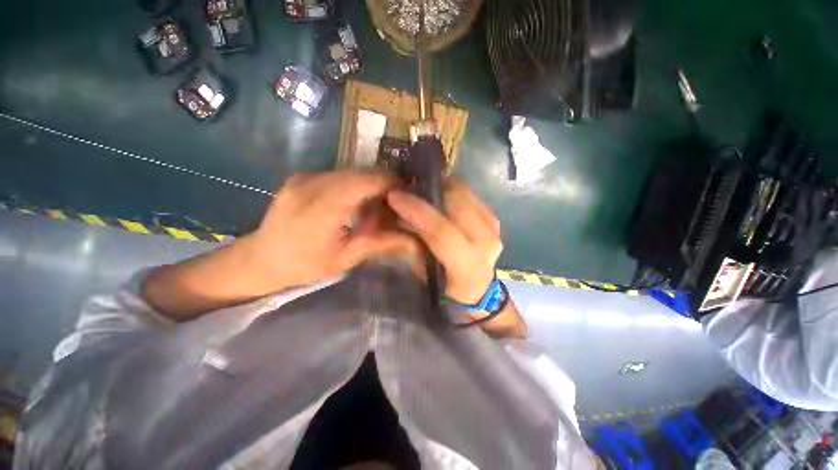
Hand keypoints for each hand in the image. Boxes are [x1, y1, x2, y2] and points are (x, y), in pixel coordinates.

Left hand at [238, 171, 416, 294]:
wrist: (260, 259)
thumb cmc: (304, 265)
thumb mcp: (345, 258)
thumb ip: (380, 242)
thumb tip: (416, 241)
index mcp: (321, 206)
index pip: (367, 181)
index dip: (391, 184)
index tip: (407, 197)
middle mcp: (311, 183)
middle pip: (361, 173)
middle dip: (383, 186)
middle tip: (394, 207)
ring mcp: (304, 177)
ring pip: (351, 172)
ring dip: (369, 186)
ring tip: (376, 208)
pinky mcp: (302, 176)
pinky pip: (338, 175)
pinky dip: (354, 186)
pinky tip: (356, 204)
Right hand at [387, 179, 502, 303]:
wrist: (477, 289)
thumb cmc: (445, 288)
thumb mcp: (423, 275)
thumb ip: (411, 249)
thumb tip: (395, 222)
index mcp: (467, 269)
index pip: (442, 232)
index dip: (418, 212)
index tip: (394, 196)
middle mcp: (486, 247)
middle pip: (458, 206)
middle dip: (431, 191)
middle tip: (409, 189)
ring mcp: (494, 231)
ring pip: (466, 196)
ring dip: (442, 189)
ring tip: (423, 191)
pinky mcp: (494, 221)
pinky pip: (471, 197)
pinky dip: (453, 192)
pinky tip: (440, 197)